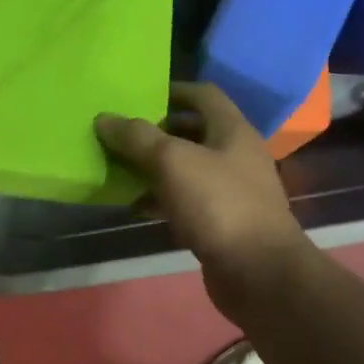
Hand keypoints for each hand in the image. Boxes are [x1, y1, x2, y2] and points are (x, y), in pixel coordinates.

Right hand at [95, 82, 311, 318]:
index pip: (203, 94)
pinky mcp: (222, 223)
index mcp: (232, 130)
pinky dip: (161, 199)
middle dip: (157, 132)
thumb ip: (137, 137)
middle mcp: (235, 155)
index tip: (138, 96)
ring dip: (154, 168)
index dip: (172, 90)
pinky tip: (135, 206)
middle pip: (193, 132)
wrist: (259, 273)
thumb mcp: (172, 162)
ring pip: (186, 169)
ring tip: (119, 169)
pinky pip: (186, 201)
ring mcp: (230, 191)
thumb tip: (104, 118)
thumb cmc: (218, 204)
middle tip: (122, 135)